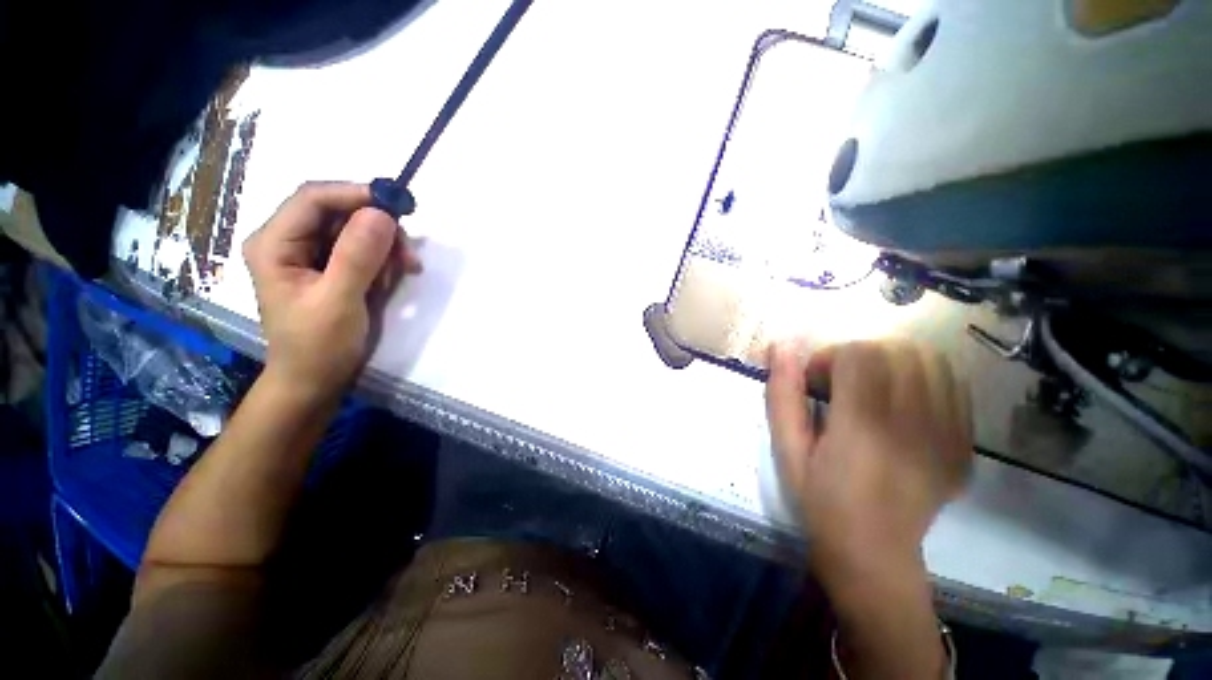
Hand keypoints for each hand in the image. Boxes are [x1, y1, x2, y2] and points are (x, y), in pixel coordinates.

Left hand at [243, 182, 420, 399]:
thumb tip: (383, 214)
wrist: (316, 380)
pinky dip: (385, 259)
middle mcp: (291, 241)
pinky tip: (393, 278)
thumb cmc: (319, 346)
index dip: (356, 194)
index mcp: (275, 244)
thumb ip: (357, 257)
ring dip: (386, 246)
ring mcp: (313, 255)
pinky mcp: (333, 268)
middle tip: (408, 254)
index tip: (399, 207)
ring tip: (405, 271)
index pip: (313, 198)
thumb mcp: (338, 301)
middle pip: (338, 211)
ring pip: (357, 229)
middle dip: (378, 227)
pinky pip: (364, 249)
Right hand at [765, 339, 972, 579]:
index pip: (859, 355)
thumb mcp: (786, 449)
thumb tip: (780, 346)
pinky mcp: (965, 445)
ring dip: (893, 362)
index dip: (830, 357)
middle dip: (860, 355)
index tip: (815, 380)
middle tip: (840, 383)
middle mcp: (913, 426)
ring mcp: (948, 436)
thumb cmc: (819, 500)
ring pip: (931, 361)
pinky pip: (953, 386)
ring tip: (871, 388)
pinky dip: (922, 379)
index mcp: (862, 429)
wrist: (875, 553)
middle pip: (897, 351)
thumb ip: (782, 395)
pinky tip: (900, 402)